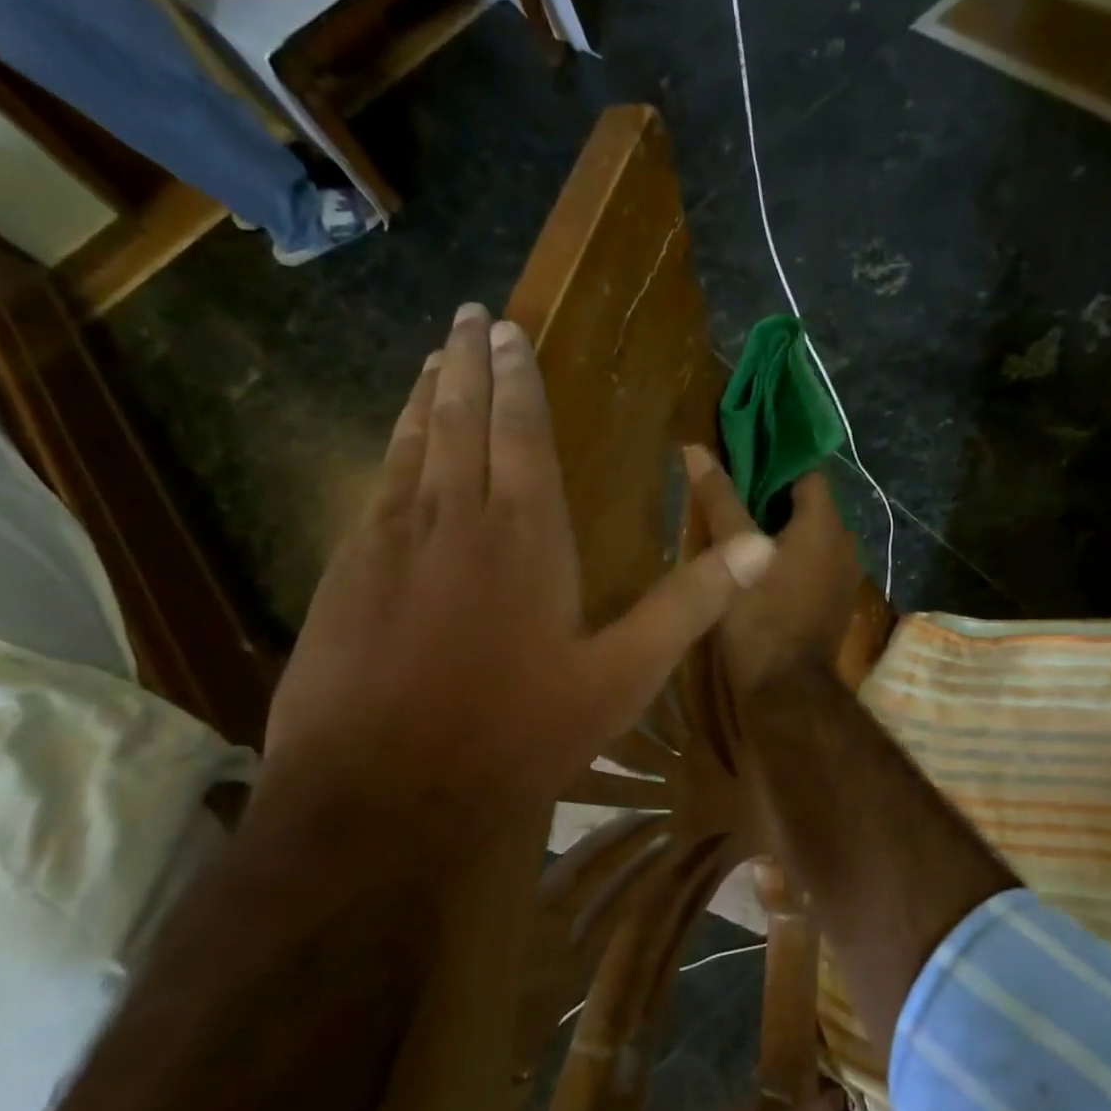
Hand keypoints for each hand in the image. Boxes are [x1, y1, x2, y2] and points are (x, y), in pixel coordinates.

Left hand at [262, 304, 777, 818]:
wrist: (388, 794)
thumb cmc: (520, 733)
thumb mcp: (624, 676)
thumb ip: (690, 604)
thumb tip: (763, 547)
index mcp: (526, 534)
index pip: (522, 431)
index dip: (517, 378)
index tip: (508, 329)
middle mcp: (454, 518)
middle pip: (459, 419)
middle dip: (468, 364)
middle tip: (469, 317)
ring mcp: (390, 543)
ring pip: (410, 446)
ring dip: (423, 396)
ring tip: (432, 358)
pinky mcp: (346, 574)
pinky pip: (373, 489)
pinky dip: (388, 451)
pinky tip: (391, 447)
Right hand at [682, 445, 861, 697]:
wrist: (786, 691)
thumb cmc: (759, 615)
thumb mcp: (732, 553)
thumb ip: (719, 499)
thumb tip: (696, 450)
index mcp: (826, 524)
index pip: (807, 469)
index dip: (775, 457)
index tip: (741, 454)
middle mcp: (845, 543)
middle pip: (809, 502)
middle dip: (773, 492)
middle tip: (731, 490)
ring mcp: (845, 575)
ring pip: (812, 534)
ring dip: (781, 526)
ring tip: (739, 525)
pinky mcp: (835, 601)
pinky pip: (814, 562)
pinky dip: (790, 554)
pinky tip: (758, 564)